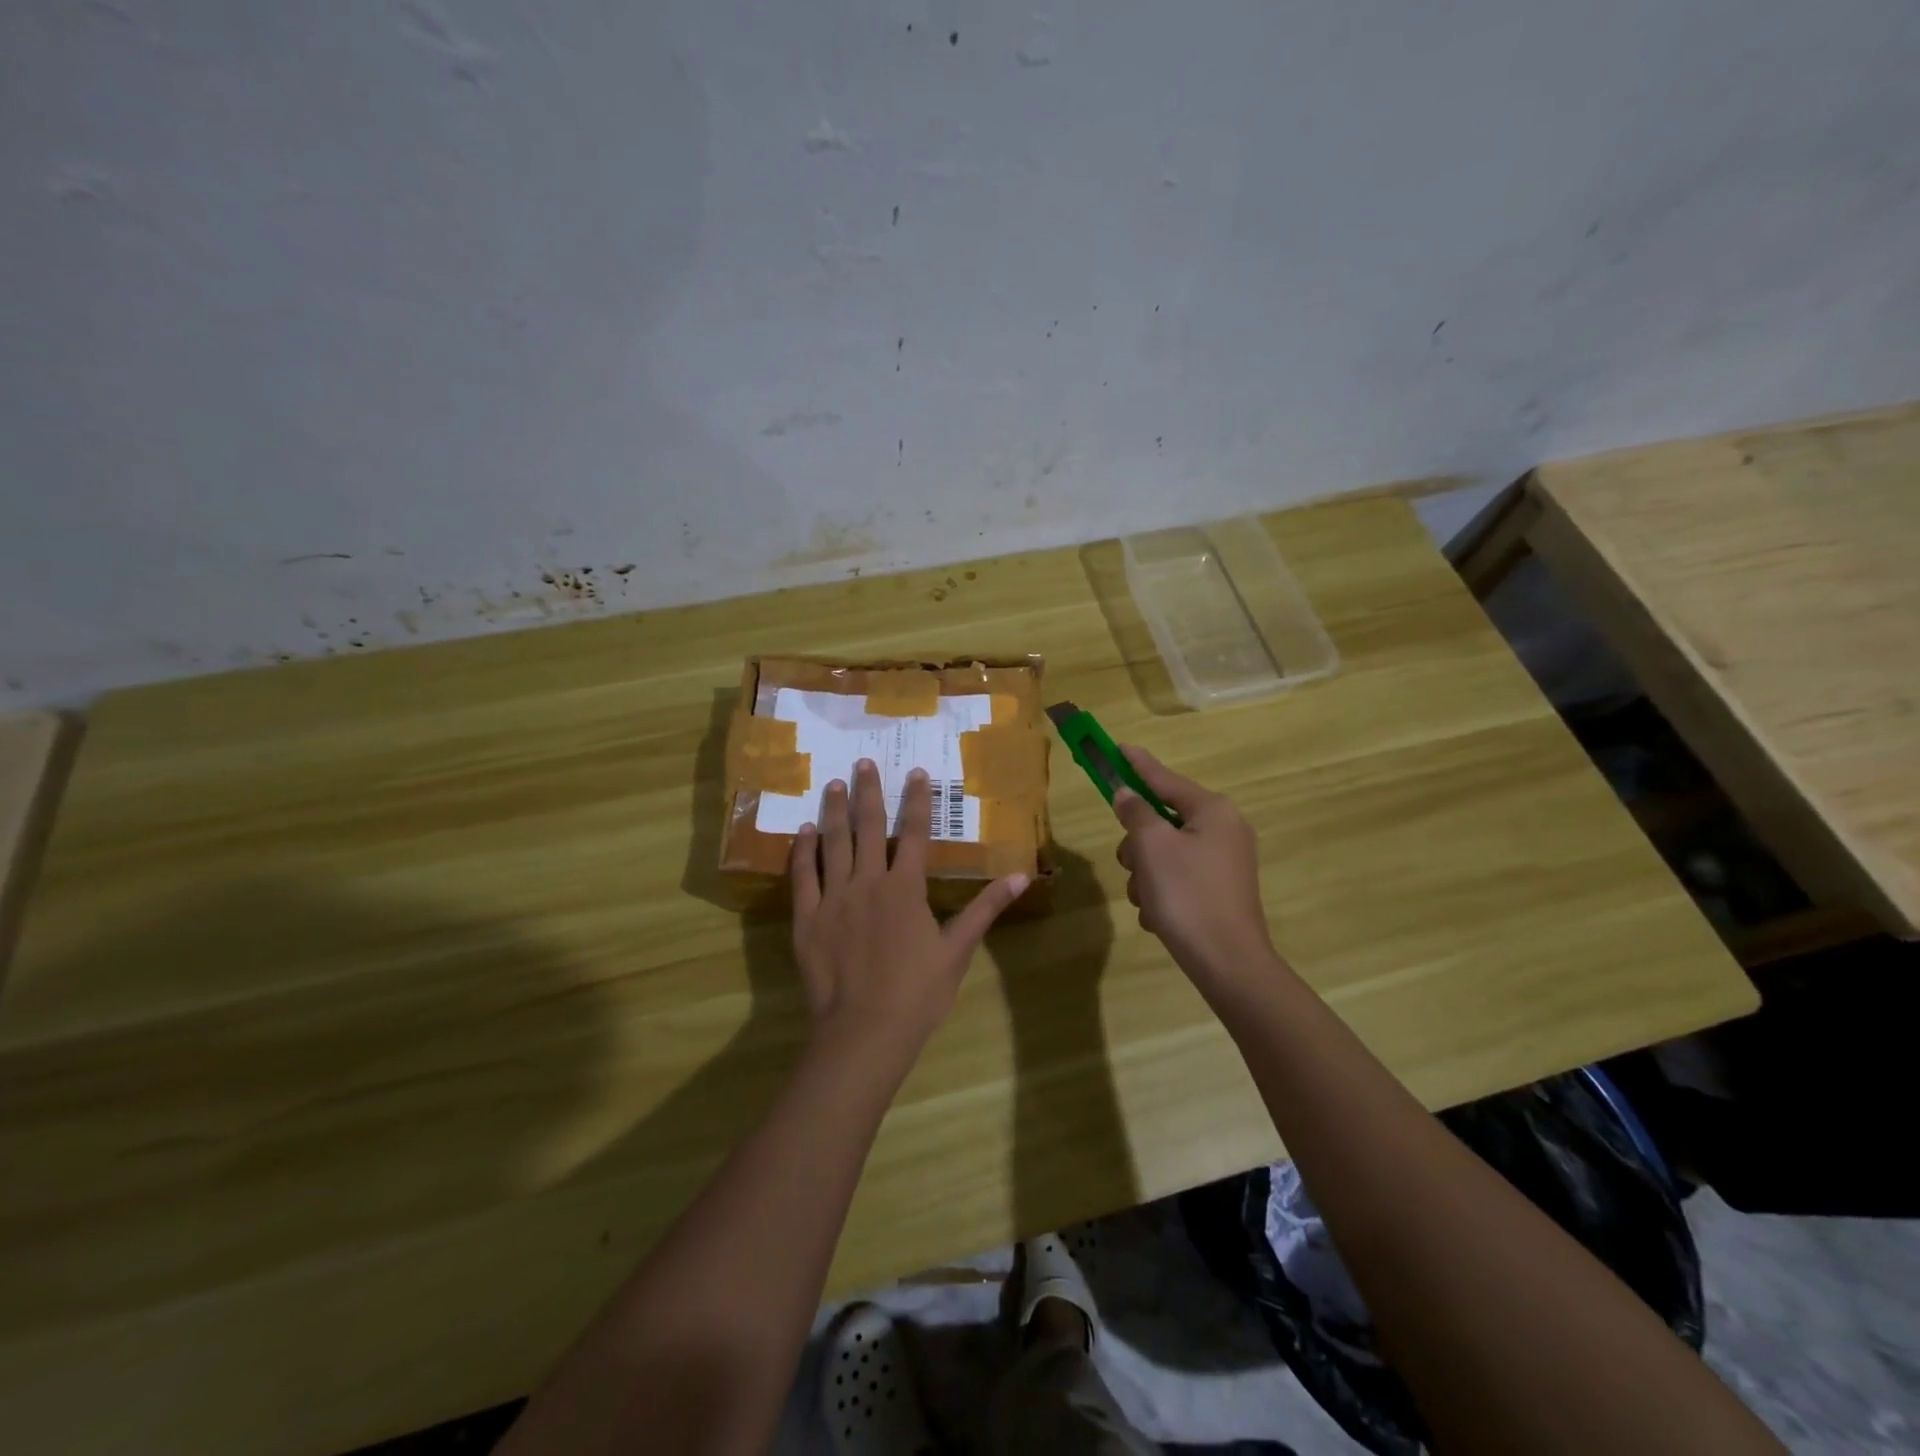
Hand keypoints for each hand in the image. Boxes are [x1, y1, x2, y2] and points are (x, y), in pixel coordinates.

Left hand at [791, 759, 1029, 1060]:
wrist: (864, 1031)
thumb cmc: (917, 993)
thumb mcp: (957, 951)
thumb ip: (985, 909)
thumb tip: (1021, 877)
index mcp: (906, 888)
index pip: (916, 833)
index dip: (918, 801)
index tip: (916, 773)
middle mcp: (868, 882)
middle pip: (869, 828)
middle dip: (869, 792)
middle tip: (864, 762)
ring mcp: (834, 898)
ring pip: (833, 844)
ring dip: (835, 811)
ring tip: (835, 783)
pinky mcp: (807, 918)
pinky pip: (802, 876)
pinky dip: (803, 851)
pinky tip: (803, 832)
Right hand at [1114, 745, 1278, 996]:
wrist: (1227, 963)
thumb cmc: (1188, 895)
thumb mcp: (1153, 847)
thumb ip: (1137, 813)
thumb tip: (1128, 794)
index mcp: (1212, 811)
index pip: (1165, 778)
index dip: (1137, 764)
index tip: (1117, 747)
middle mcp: (1222, 830)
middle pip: (1160, 820)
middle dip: (1138, 845)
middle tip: (1133, 865)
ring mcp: (1222, 862)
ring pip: (1162, 852)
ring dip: (1145, 874)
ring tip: (1148, 900)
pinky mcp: (1217, 890)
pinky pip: (1176, 877)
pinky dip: (1161, 892)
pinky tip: (1159, 916)